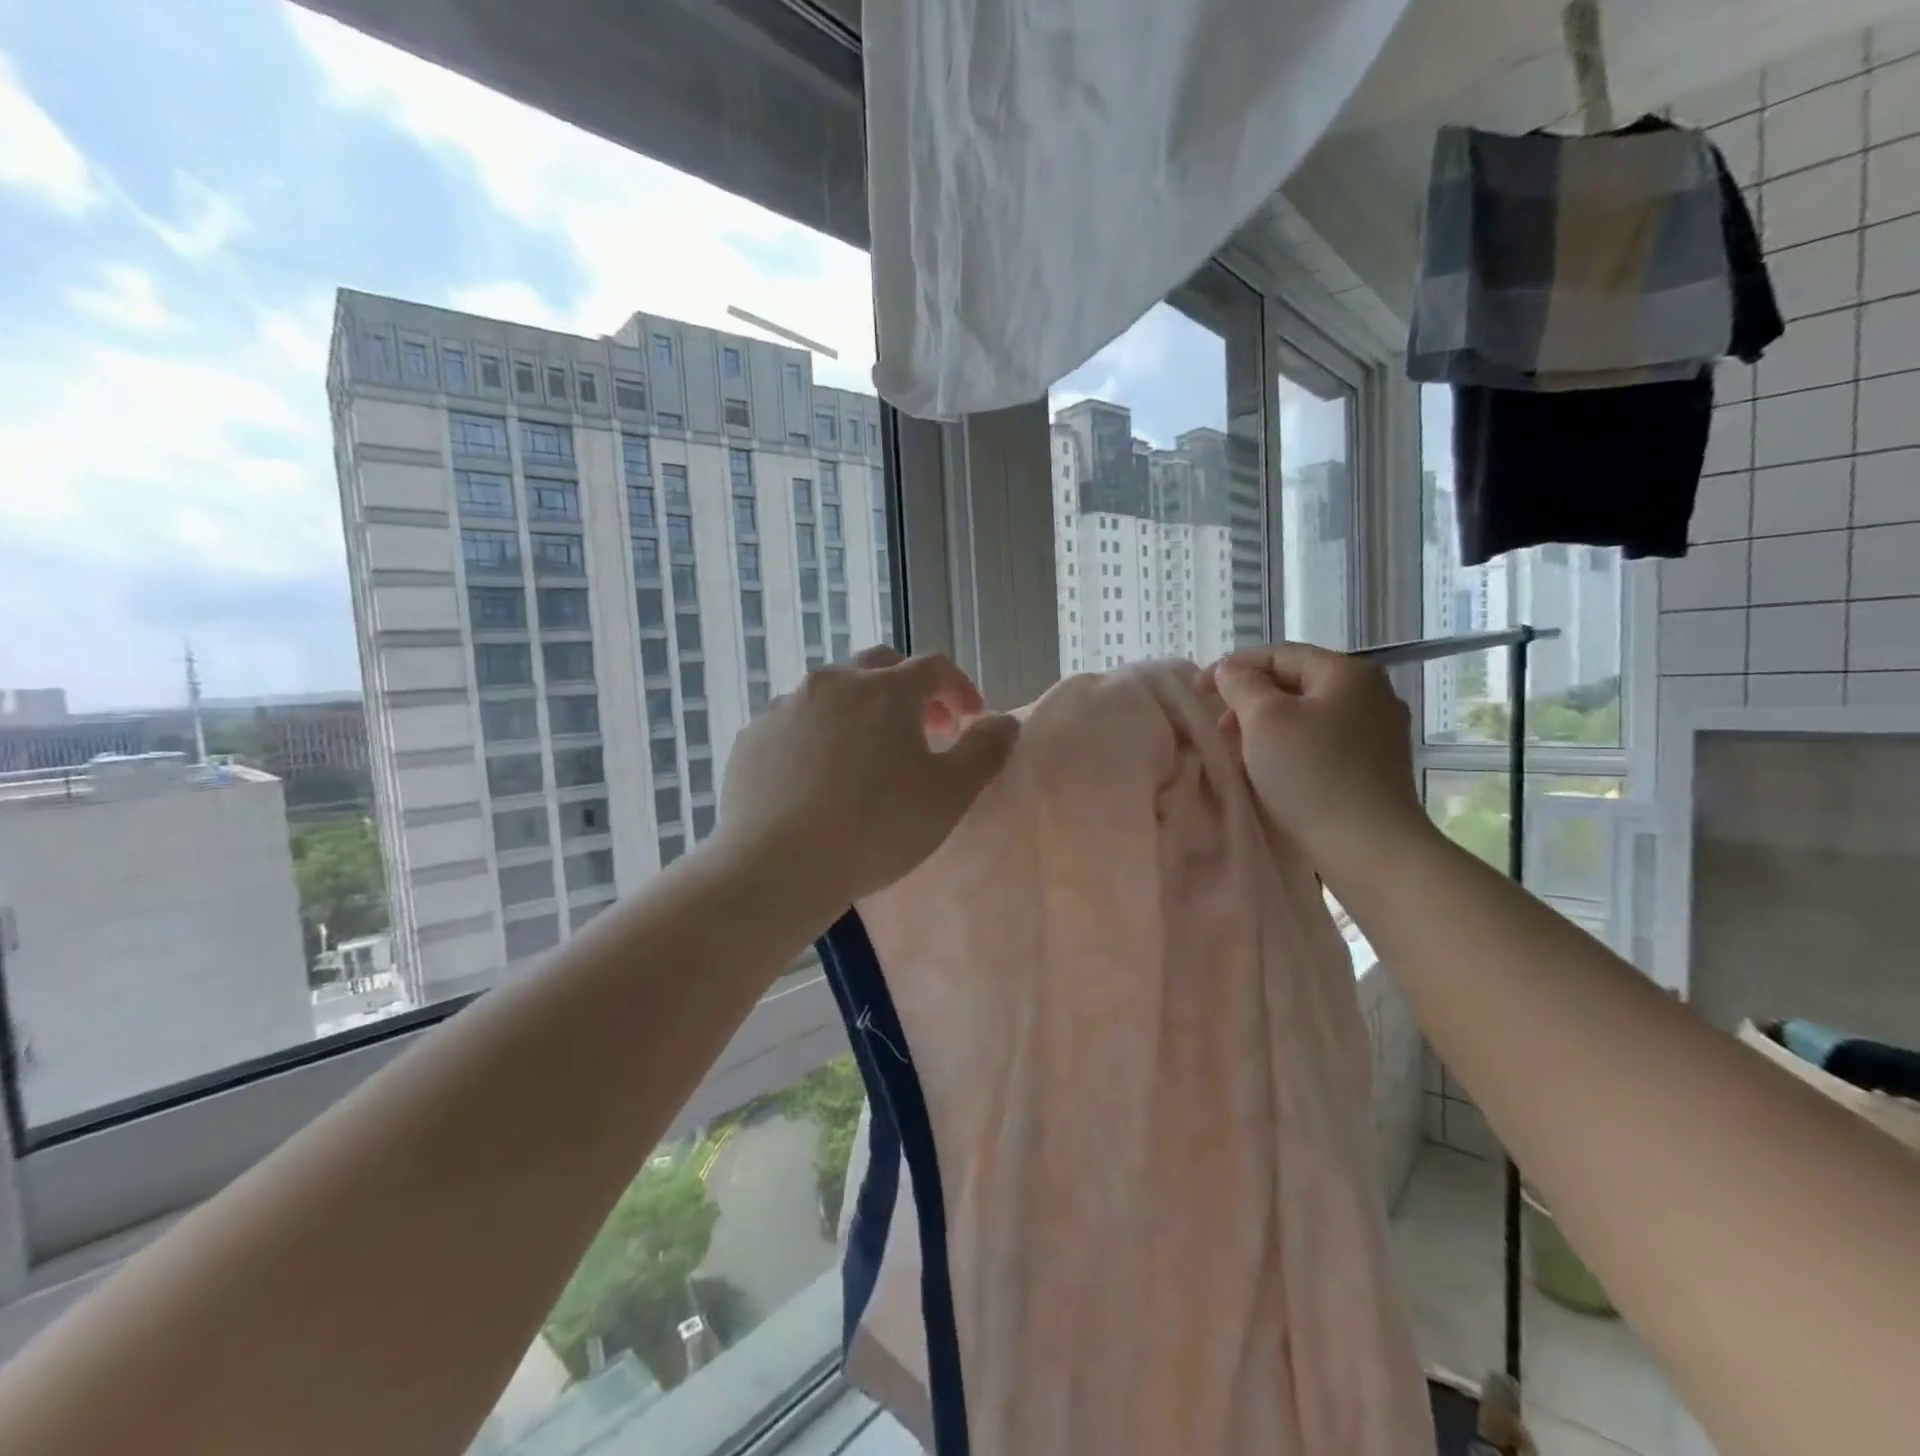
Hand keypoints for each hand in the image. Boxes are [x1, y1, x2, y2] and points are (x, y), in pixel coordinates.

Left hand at [716, 646, 1019, 909]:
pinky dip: (818, 736)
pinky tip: (820, 777)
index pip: (934, 667)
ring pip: (832, 693)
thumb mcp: (949, 794)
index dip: (960, 688)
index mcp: (884, 690)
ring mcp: (785, 707)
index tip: (971, 720)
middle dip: (910, 691)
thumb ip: (984, 750)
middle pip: (880, 666)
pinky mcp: (752, 738)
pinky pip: (796, 723)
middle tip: (925, 731)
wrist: (777, 866)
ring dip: (861, 711)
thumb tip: (1003, 721)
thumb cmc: (876, 828)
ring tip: (869, 757)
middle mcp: (832, 683)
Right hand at [1202, 643, 1431, 881]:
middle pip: (1296, 682)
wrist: (1369, 846)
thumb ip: (1242, 684)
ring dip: (1269, 724)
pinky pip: (1323, 740)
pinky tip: (1274, 767)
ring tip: (1241, 749)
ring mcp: (1379, 731)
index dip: (1234, 667)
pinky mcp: (1376, 765)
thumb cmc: (1311, 774)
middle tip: (1219, 725)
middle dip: (1251, 698)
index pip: (1279, 654)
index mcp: (1347, 672)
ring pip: (1309, 713)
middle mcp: (1371, 693)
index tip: (1197, 688)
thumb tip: (1231, 669)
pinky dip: (1292, 744)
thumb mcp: (1264, 719)